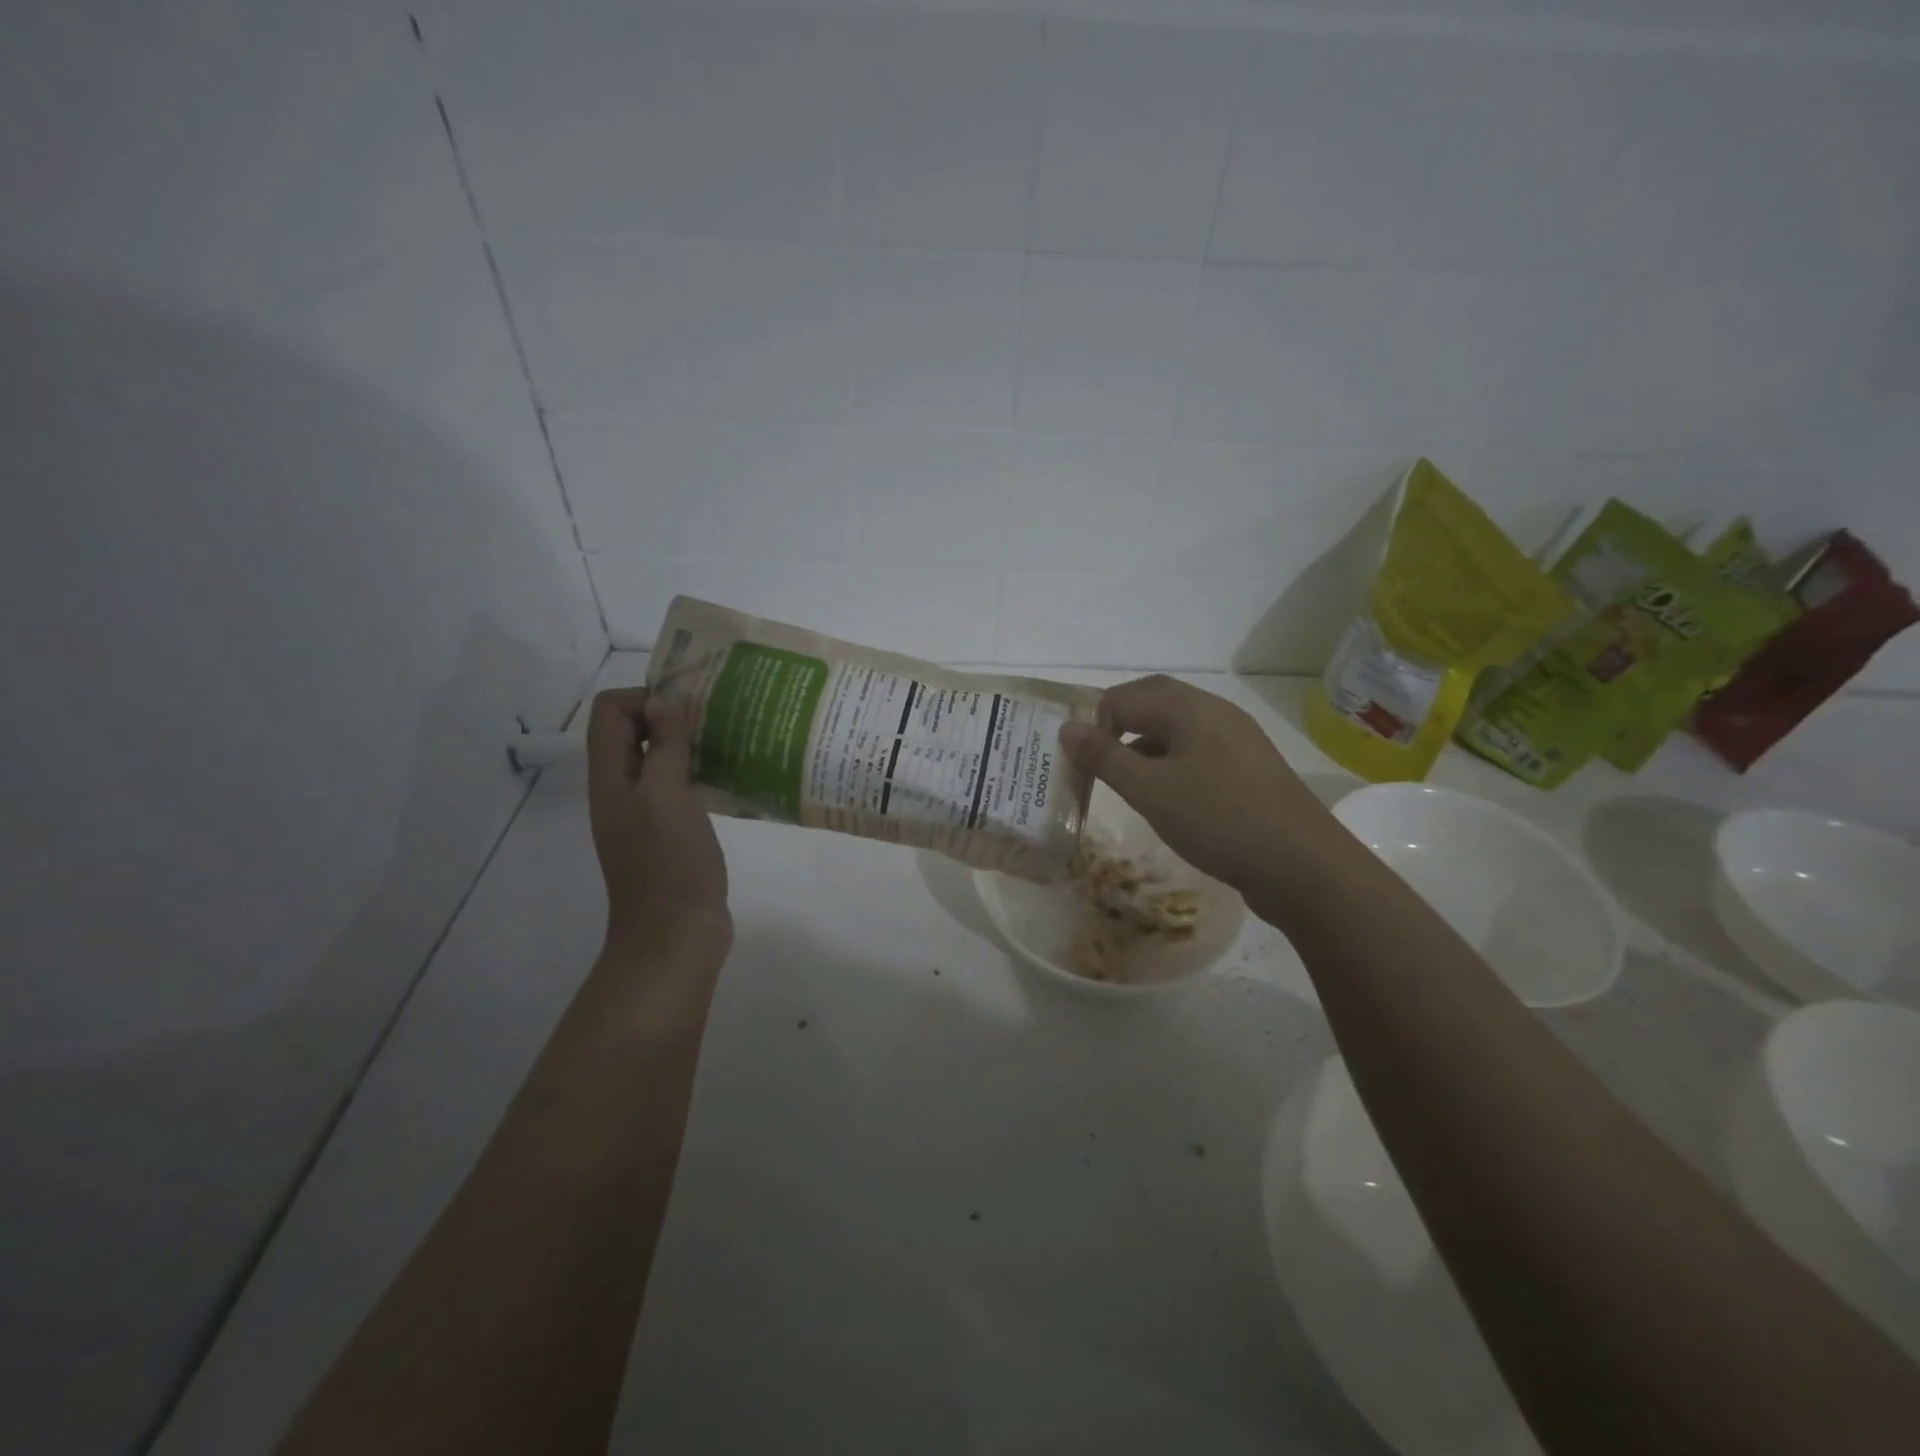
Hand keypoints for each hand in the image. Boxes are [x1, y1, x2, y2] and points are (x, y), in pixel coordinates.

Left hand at [586, 688, 731, 962]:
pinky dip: (697, 771)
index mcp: (610, 777)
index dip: (645, 698)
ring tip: (727, 741)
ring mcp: (644, 812)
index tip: (688, 710)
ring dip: (686, 743)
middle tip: (715, 720)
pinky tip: (728, 776)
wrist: (674, 935)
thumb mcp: (667, 796)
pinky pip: (677, 785)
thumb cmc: (669, 863)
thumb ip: (665, 747)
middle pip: (632, 731)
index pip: (610, 710)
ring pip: (657, 758)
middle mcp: (621, 789)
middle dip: (670, 715)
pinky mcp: (669, 832)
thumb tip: (664, 702)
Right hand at [1058, 675, 1344, 899]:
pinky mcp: (1247, 767)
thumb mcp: (1150, 791)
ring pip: (1176, 726)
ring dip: (1142, 742)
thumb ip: (1105, 757)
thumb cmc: (1218, 819)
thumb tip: (1067, 728)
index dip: (1094, 721)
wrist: (1302, 865)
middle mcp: (1215, 712)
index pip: (1125, 696)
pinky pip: (1197, 749)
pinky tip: (1162, 792)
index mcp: (1190, 708)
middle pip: (1154, 700)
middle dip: (1117, 722)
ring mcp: (1236, 739)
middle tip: (1091, 756)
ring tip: (1120, 777)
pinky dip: (1169, 760)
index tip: (1076, 759)